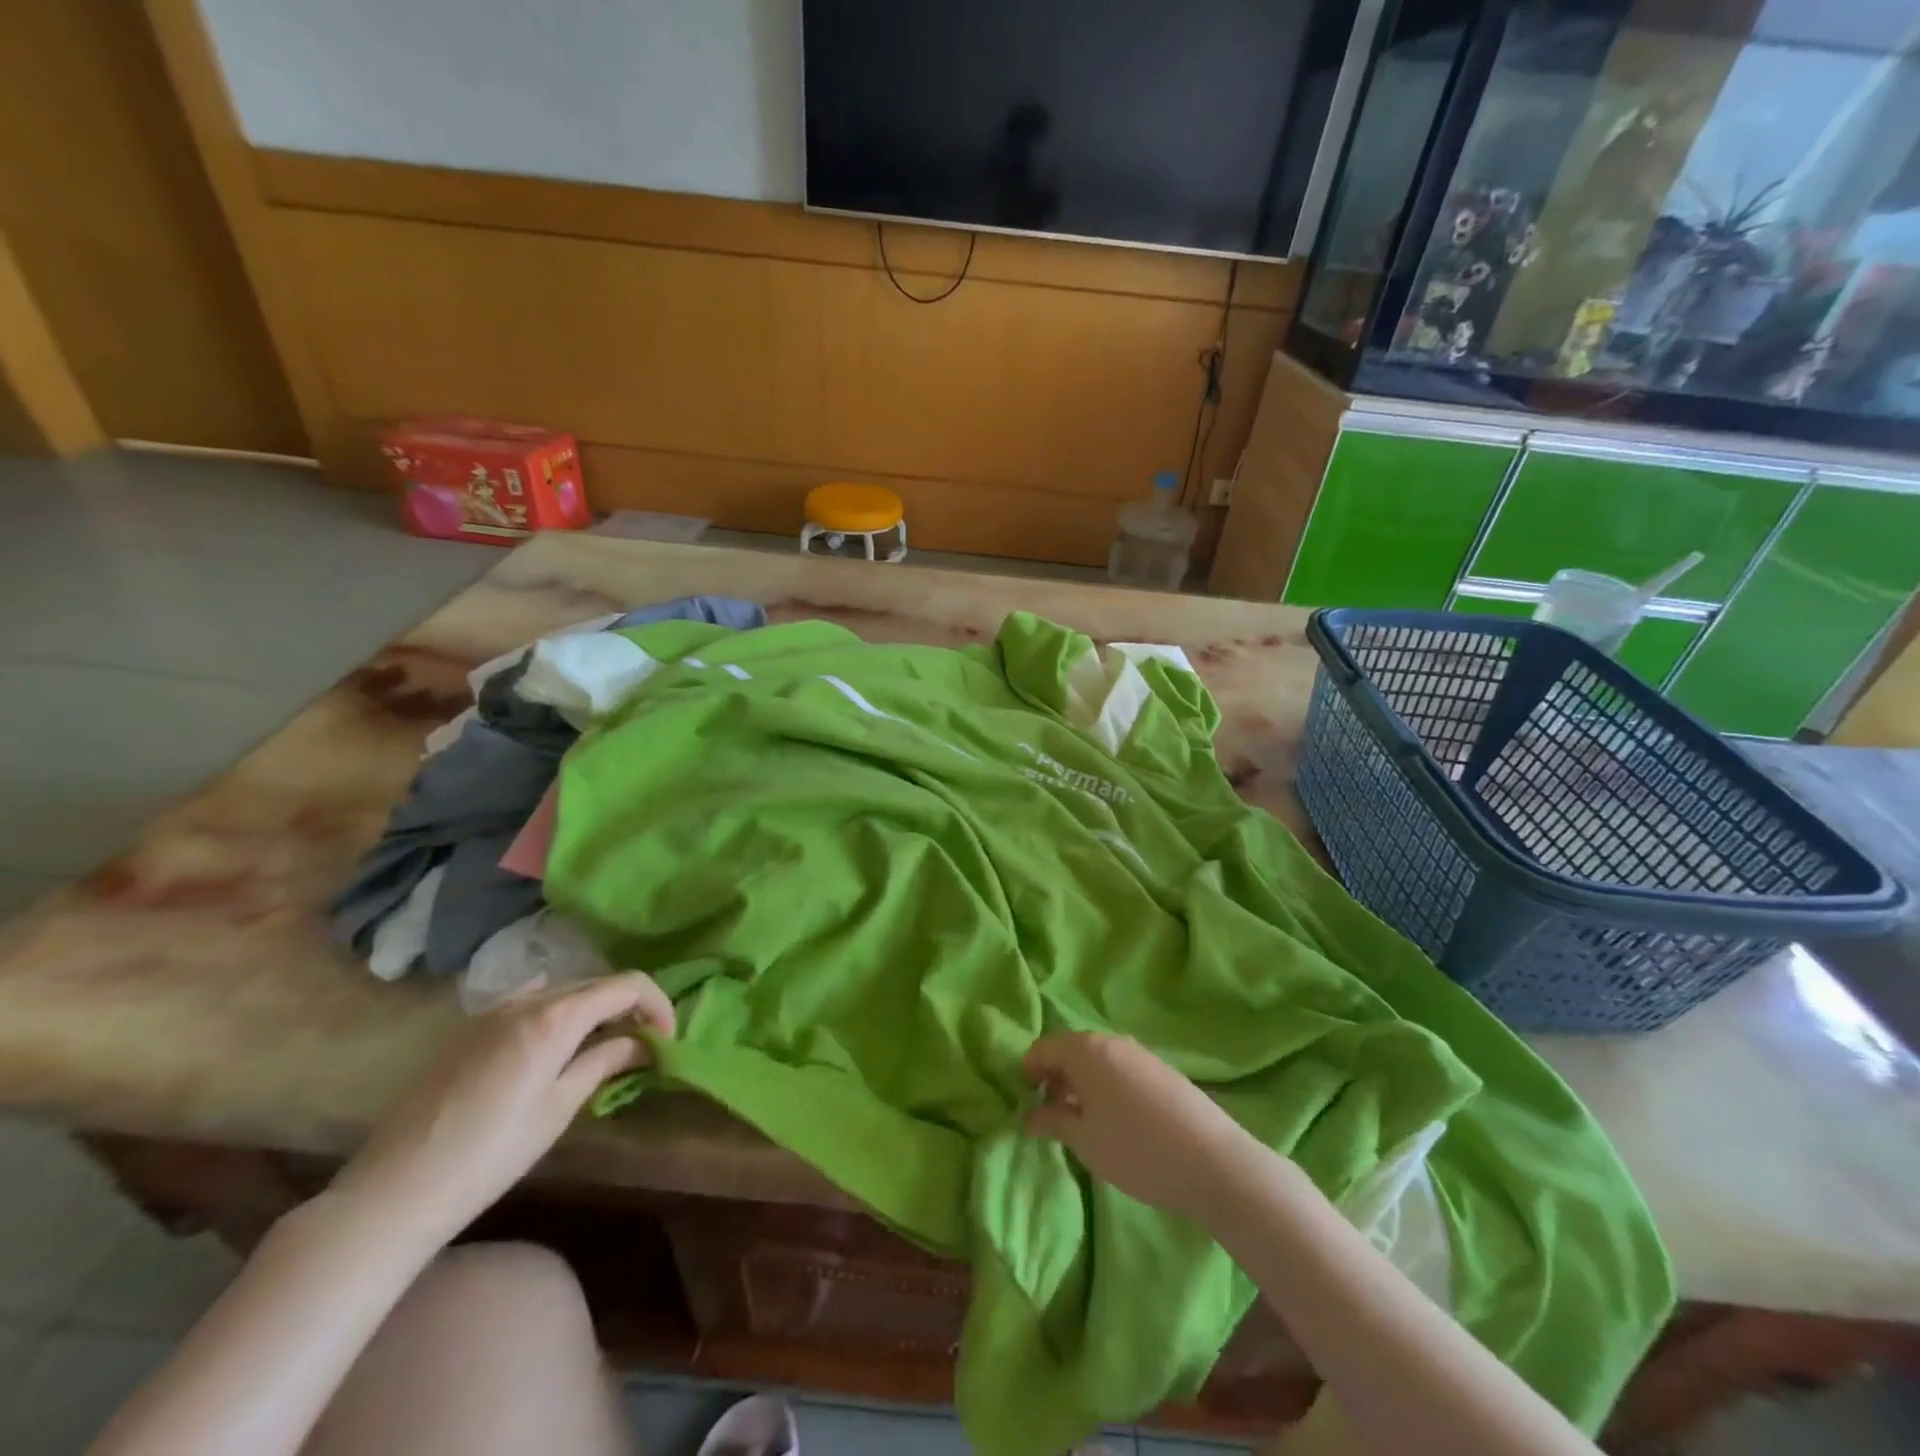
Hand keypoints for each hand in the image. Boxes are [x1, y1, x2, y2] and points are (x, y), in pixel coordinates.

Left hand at [333, 973, 675, 1243]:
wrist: (395, 1190)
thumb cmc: (491, 1153)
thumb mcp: (559, 1107)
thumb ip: (604, 1061)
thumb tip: (640, 1042)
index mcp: (555, 1016)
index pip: (626, 985)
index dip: (657, 1004)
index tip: (668, 1038)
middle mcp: (527, 1000)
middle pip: (596, 984)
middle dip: (628, 1006)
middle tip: (645, 1043)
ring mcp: (494, 1012)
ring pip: (563, 991)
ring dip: (594, 1009)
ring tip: (607, 1044)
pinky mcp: (472, 1030)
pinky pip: (531, 1003)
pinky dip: (559, 1012)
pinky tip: (559, 1041)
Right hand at [1022, 1032, 1260, 1229]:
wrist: (1213, 1162)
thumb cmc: (1136, 1149)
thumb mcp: (1084, 1141)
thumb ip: (1051, 1121)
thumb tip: (1029, 1115)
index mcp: (1086, 1050)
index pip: (1042, 1048)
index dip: (1028, 1074)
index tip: (1028, 1105)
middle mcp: (1111, 1041)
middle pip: (1070, 1050)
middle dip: (1056, 1079)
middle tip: (1053, 1117)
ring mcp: (1140, 1053)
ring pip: (1097, 1060)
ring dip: (1082, 1084)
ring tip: (1085, 1124)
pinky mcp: (1162, 1070)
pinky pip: (1120, 1069)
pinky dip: (1106, 1087)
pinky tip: (1117, 1122)